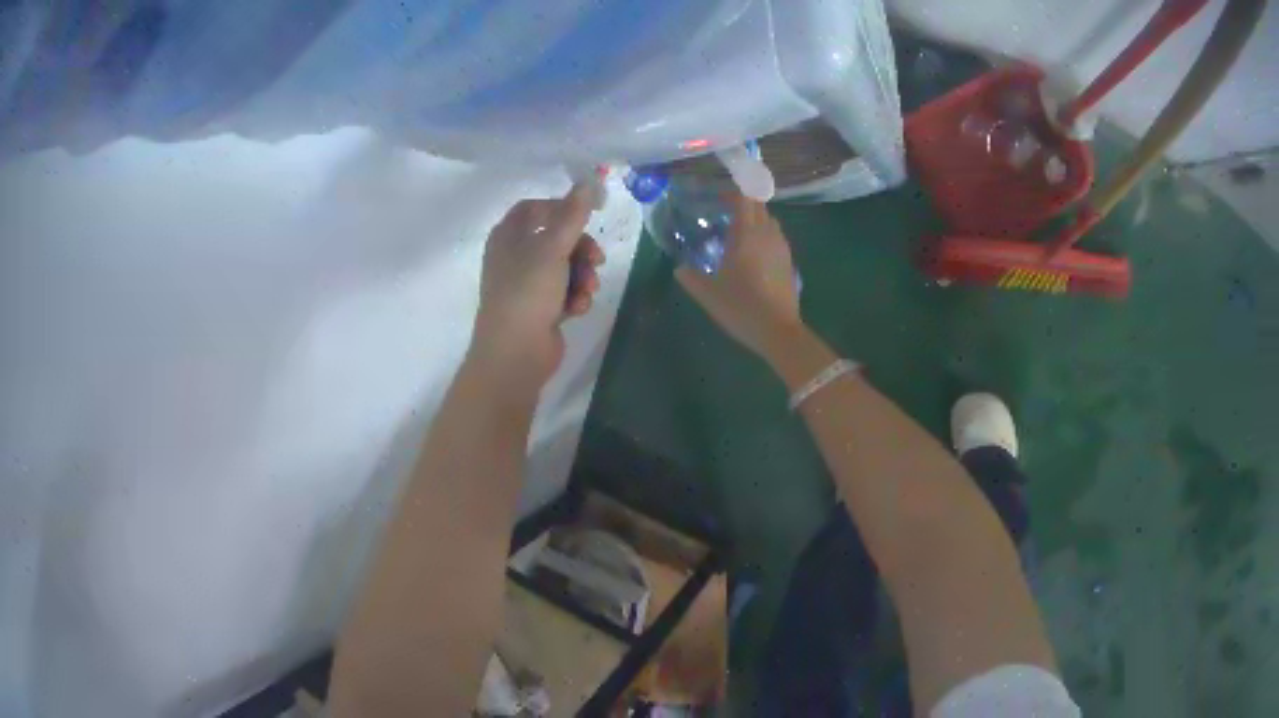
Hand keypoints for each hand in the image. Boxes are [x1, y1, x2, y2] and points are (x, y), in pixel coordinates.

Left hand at [470, 185, 604, 389]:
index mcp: (507, 236)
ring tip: (586, 290)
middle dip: (581, 248)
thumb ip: (573, 214)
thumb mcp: (553, 248)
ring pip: (565, 266)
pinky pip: (564, 291)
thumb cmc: (528, 293)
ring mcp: (527, 284)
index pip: (536, 208)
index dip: (562, 207)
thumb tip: (589, 180)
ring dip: (582, 275)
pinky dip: (574, 297)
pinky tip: (577, 309)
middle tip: (596, 259)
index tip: (590, 212)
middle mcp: (514, 256)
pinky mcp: (540, 308)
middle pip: (556, 238)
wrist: (515, 353)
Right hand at [676, 194, 801, 363]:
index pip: (744, 199)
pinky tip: (752, 254)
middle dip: (743, 204)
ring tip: (738, 232)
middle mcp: (767, 235)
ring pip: (770, 221)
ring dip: (755, 220)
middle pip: (759, 207)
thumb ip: (690, 278)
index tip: (719, 197)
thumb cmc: (741, 307)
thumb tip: (679, 268)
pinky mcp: (789, 262)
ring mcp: (781, 248)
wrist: (778, 331)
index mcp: (747, 235)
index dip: (733, 192)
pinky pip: (775, 238)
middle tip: (724, 212)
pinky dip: (764, 236)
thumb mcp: (708, 294)